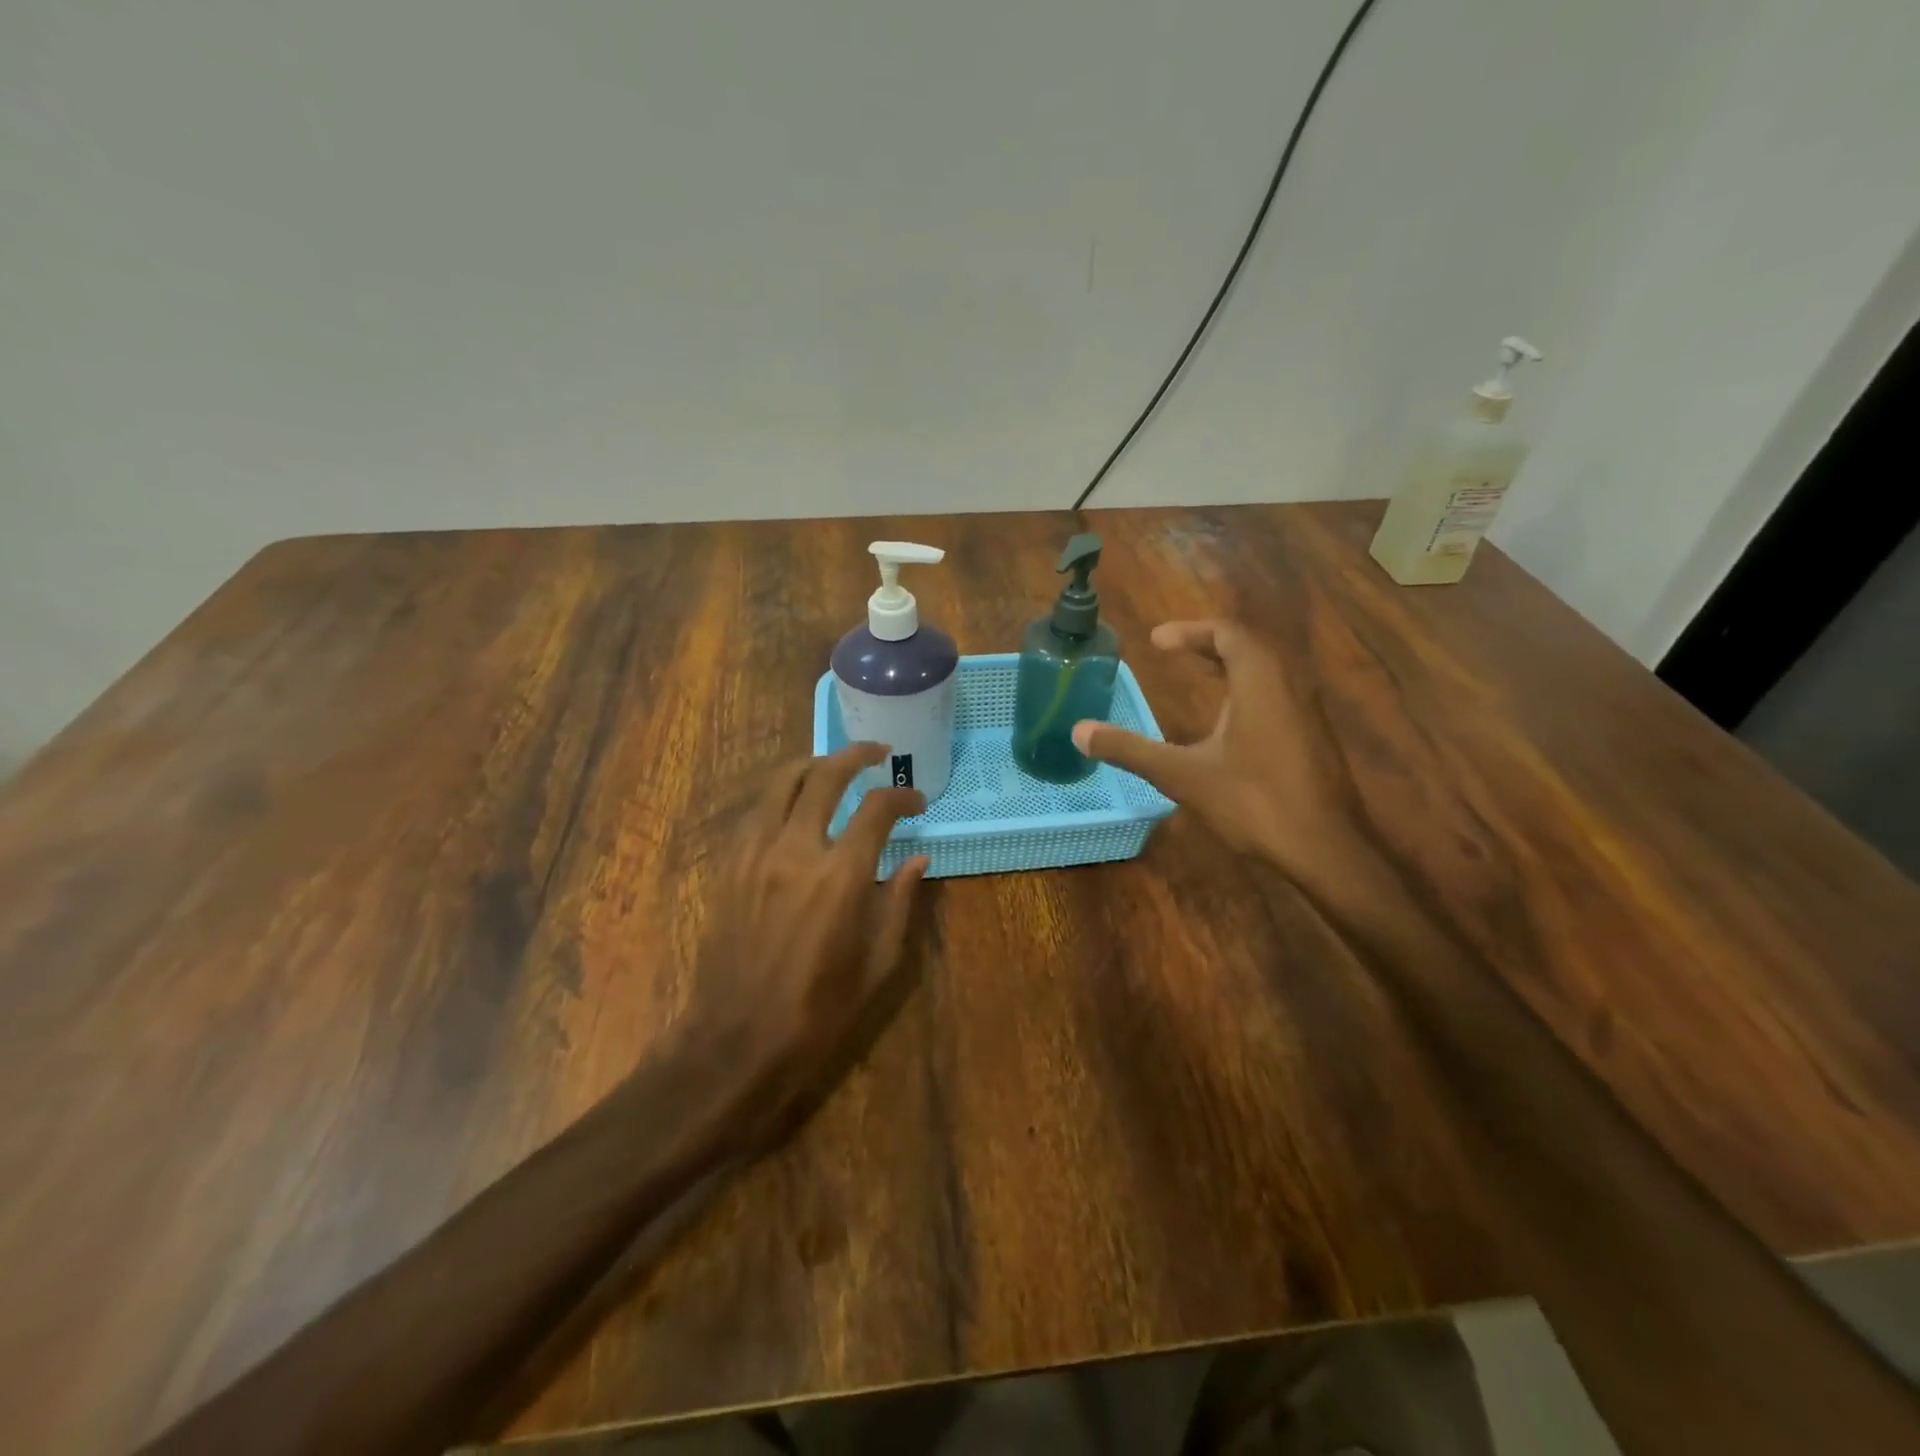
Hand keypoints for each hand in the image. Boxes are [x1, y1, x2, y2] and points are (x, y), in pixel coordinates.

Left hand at [684, 743, 929, 1151]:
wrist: (737, 1041)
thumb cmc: (819, 1010)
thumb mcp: (878, 963)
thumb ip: (899, 901)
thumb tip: (918, 858)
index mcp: (840, 876)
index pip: (877, 808)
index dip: (903, 795)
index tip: (916, 801)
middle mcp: (796, 850)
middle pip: (824, 775)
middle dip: (856, 756)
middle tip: (877, 754)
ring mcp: (754, 854)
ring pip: (781, 782)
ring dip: (813, 765)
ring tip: (833, 766)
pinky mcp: (729, 866)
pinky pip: (755, 811)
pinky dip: (780, 794)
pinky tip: (794, 804)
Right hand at [1072, 620, 1362, 879]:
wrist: (1325, 849)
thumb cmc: (1254, 802)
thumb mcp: (1182, 775)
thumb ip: (1130, 750)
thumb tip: (1079, 731)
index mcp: (1259, 682)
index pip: (1227, 633)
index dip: (1190, 631)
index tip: (1156, 641)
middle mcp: (1289, 686)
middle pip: (1249, 646)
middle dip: (1208, 643)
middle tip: (1173, 651)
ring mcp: (1306, 712)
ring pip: (1267, 671)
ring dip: (1230, 665)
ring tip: (1198, 675)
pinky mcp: (1313, 738)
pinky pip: (1277, 694)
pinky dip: (1247, 689)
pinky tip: (1228, 722)